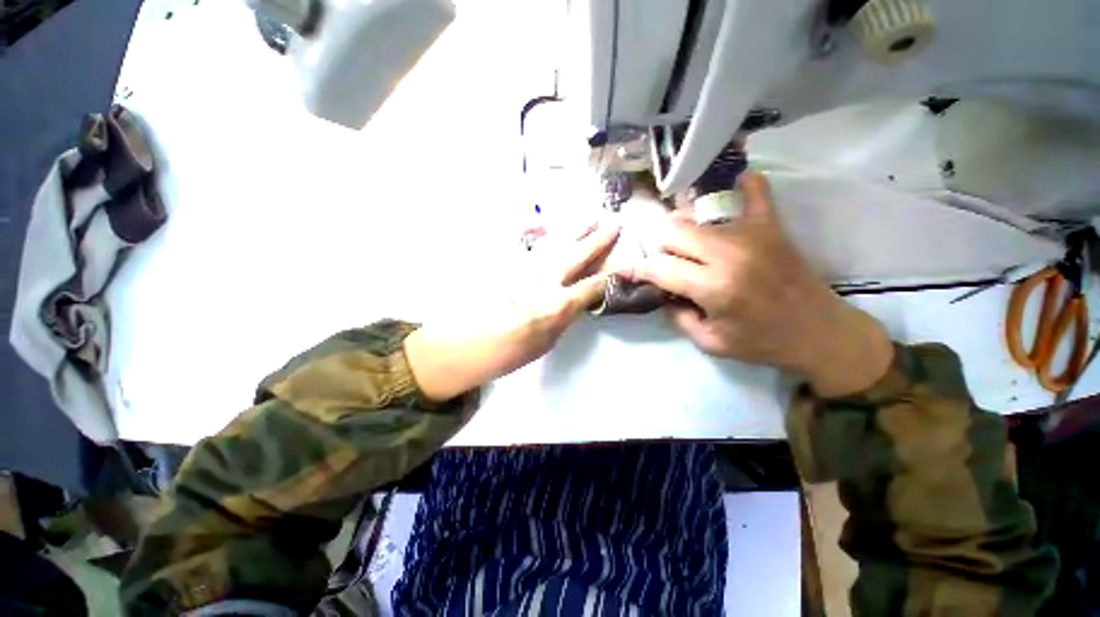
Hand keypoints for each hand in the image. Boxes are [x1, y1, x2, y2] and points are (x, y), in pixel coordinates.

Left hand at [405, 221, 618, 400]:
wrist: (466, 346)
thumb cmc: (509, 353)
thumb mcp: (548, 342)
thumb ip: (565, 316)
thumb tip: (577, 300)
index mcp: (556, 306)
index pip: (590, 287)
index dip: (608, 277)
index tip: (621, 267)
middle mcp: (543, 282)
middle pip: (575, 257)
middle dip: (597, 242)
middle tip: (614, 225)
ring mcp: (522, 269)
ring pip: (554, 245)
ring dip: (573, 232)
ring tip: (589, 219)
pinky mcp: (504, 266)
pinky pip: (518, 242)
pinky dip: (526, 227)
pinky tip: (537, 218)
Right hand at [624, 172, 893, 396]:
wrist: (820, 333)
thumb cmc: (761, 343)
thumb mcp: (709, 343)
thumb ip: (677, 316)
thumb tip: (661, 291)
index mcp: (714, 287)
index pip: (660, 267)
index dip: (638, 268)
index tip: (628, 269)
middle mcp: (729, 254)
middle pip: (673, 231)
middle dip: (659, 246)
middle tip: (664, 261)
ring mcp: (752, 234)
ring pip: (697, 214)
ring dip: (682, 227)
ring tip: (685, 243)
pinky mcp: (772, 226)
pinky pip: (755, 191)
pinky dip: (741, 186)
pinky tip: (730, 187)